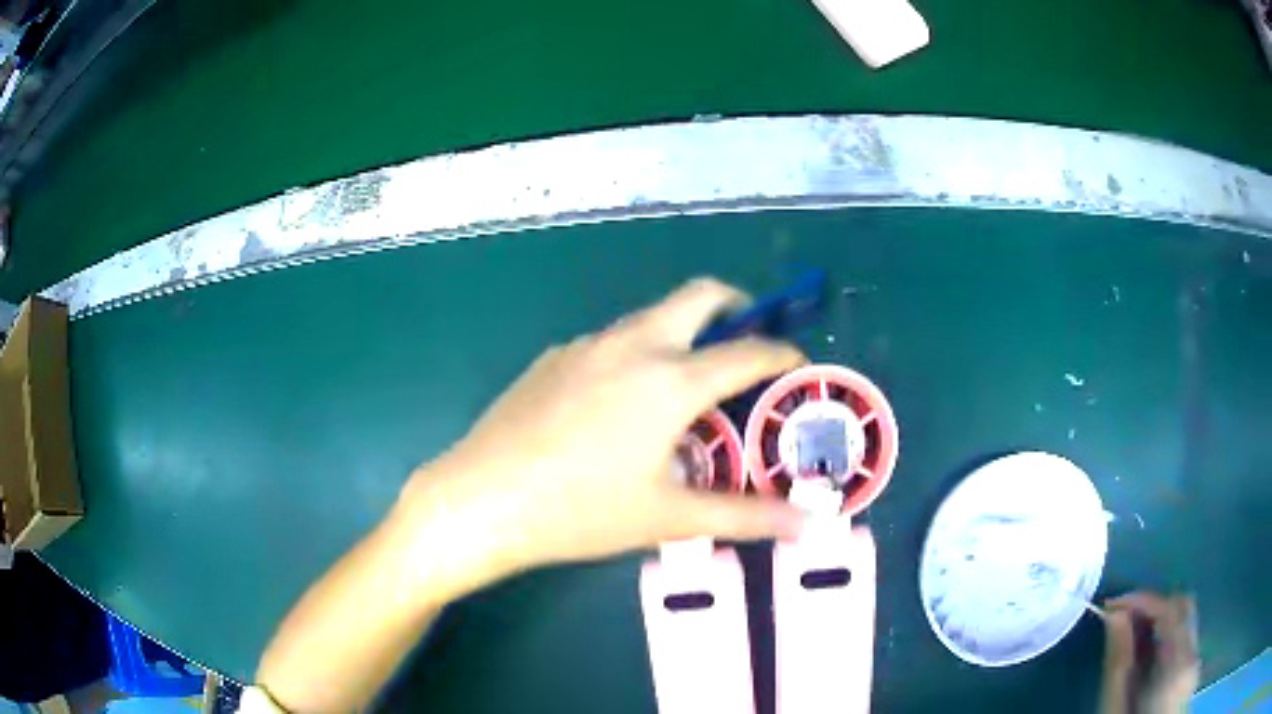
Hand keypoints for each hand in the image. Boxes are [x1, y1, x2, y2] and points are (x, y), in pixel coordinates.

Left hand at [399, 278, 807, 578]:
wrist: (481, 499)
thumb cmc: (581, 511)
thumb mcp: (669, 516)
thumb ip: (745, 516)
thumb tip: (806, 525)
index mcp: (670, 379)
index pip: (746, 351)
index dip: (780, 354)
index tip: (795, 361)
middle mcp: (632, 345)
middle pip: (697, 295)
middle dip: (732, 305)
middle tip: (744, 338)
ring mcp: (586, 345)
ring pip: (650, 316)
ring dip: (680, 331)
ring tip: (684, 381)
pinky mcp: (553, 357)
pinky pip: (609, 341)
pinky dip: (635, 352)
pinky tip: (618, 402)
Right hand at [1100, 592, 1199, 713]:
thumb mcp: (1115, 711)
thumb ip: (1118, 665)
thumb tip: (1114, 617)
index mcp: (1176, 665)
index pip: (1169, 608)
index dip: (1142, 599)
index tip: (1113, 606)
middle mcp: (1193, 655)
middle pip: (1184, 607)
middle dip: (1155, 607)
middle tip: (1123, 622)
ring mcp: (1195, 663)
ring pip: (1187, 623)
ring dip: (1162, 623)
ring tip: (1133, 642)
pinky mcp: (1192, 673)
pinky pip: (1186, 641)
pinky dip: (1168, 640)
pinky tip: (1149, 662)